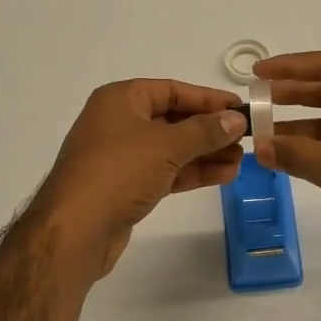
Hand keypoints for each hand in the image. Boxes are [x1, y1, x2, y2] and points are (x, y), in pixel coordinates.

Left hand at [30, 80, 246, 280]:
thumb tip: (237, 118)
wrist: (74, 231)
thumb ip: (205, 130)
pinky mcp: (126, 186)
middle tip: (246, 138)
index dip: (208, 99)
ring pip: (172, 148)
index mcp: (121, 99)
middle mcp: (119, 122)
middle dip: (210, 130)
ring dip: (205, 153)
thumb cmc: (118, 172)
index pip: (172, 90)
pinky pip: (165, 171)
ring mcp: (121, 156)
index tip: (241, 108)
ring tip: (241, 160)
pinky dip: (191, 172)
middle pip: (173, 119)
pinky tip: (223, 176)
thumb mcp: (166, 146)